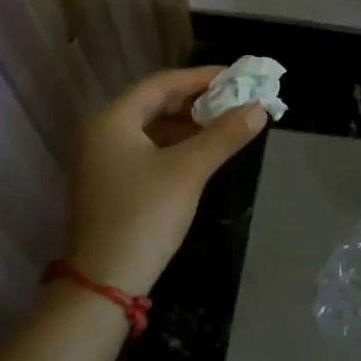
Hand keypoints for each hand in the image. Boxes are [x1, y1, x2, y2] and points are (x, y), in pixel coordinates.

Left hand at [67, 67, 268, 296]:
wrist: (104, 283)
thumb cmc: (144, 216)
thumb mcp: (188, 171)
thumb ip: (224, 135)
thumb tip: (259, 108)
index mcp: (112, 120)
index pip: (162, 83)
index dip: (202, 77)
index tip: (237, 76)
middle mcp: (101, 132)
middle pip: (155, 103)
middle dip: (197, 100)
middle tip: (236, 99)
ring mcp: (102, 159)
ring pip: (152, 127)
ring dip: (188, 124)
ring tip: (227, 122)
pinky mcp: (110, 182)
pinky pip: (147, 149)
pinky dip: (176, 145)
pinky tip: (203, 150)